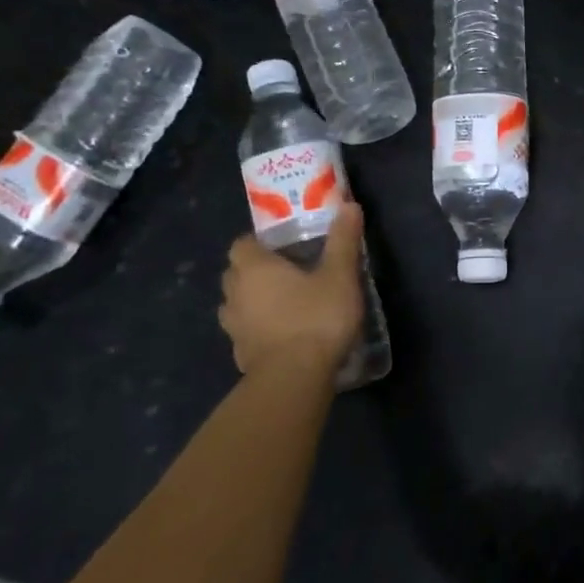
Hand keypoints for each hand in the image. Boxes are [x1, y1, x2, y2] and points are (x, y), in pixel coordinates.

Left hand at [220, 205, 365, 379]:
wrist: (294, 377)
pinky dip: (258, 330)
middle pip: (236, 273)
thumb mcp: (340, 275)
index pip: (242, 244)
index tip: (282, 246)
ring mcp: (234, 327)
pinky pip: (245, 333)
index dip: (258, 243)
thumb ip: (343, 241)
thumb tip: (349, 205)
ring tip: (282, 304)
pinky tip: (281, 335)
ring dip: (252, 301)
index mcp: (254, 268)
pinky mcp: (240, 354)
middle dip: (254, 270)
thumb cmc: (316, 317)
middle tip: (286, 272)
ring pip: (236, 305)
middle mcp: (235, 294)